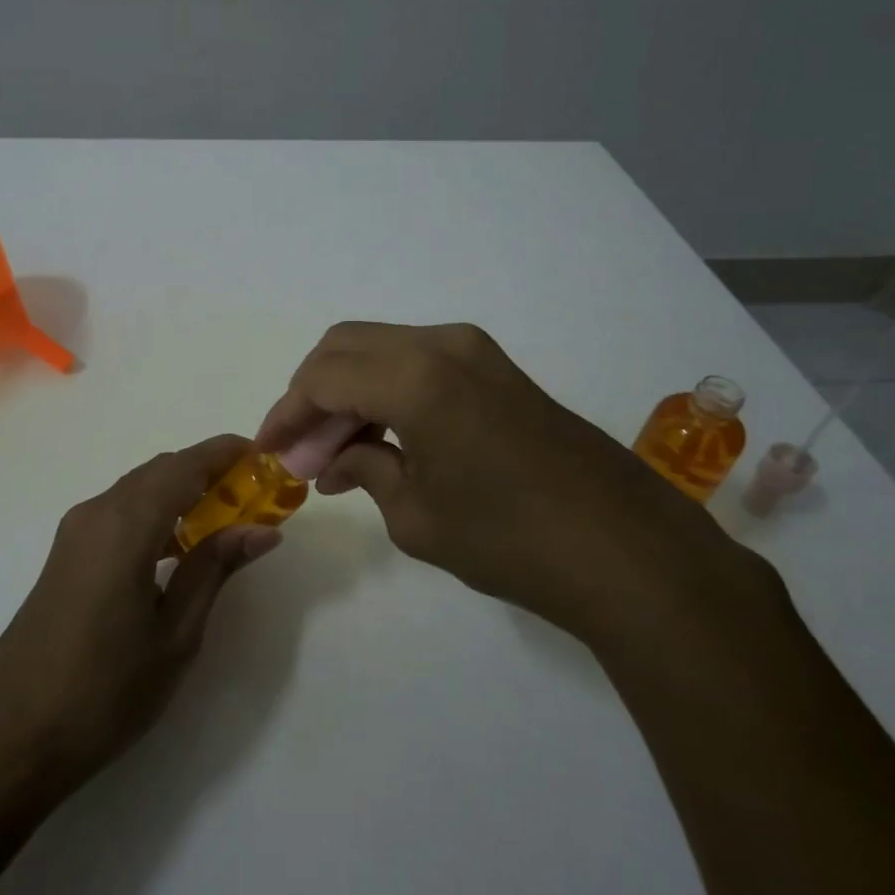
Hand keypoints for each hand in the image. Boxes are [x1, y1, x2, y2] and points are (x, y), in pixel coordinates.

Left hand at [0, 435, 281, 791]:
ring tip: (226, 521)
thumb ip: (215, 570)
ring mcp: (74, 533)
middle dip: (208, 473)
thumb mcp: (175, 636)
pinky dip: (155, 513)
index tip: (266, 458)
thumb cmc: (104, 692)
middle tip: (254, 496)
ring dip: (182, 493)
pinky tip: (178, 548)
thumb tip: (262, 530)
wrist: (11, 739)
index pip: (185, 466)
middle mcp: (95, 513)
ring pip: (138, 490)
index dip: (225, 454)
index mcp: (125, 526)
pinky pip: (119, 512)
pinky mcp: (65, 554)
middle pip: (161, 471)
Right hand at [256, 322, 755, 642]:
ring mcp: (475, 351)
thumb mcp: (416, 516)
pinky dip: (385, 388)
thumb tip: (332, 460)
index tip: (268, 452)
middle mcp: (442, 345)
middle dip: (311, 394)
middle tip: (301, 450)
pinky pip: (417, 360)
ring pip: (380, 348)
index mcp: (415, 378)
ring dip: (348, 390)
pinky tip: (382, 436)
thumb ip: (364, 470)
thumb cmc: (511, 540)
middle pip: (344, 346)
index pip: (322, 378)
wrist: (626, 550)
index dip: (286, 414)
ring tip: (336, 450)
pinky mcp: (496, 367)